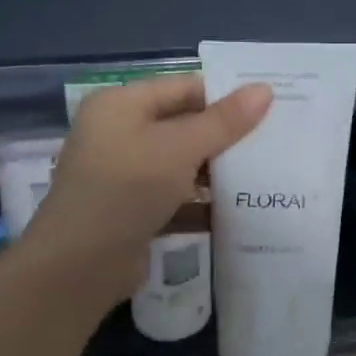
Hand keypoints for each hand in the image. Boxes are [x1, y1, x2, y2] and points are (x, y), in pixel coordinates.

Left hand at [18, 73, 271, 311]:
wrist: (78, 267)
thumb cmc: (126, 189)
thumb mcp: (180, 148)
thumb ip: (224, 121)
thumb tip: (265, 89)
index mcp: (122, 105)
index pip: (184, 88)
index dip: (227, 95)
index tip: (272, 106)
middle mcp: (120, 133)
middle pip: (185, 126)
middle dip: (227, 136)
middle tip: (276, 140)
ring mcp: (125, 175)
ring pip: (183, 164)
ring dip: (220, 171)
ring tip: (268, 173)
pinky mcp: (134, 211)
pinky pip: (177, 197)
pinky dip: (205, 203)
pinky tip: (243, 208)